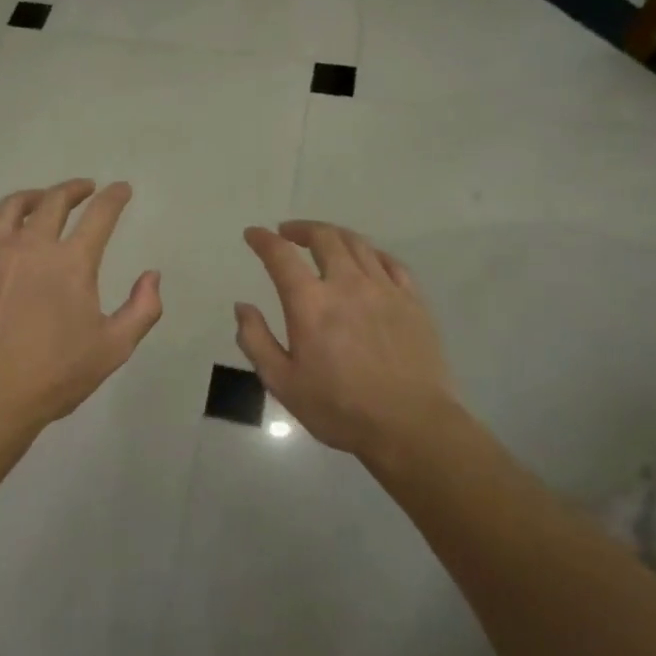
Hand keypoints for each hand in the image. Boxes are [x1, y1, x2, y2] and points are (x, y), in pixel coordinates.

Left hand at [0, 179, 163, 437]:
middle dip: (74, 189)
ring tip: (42, 199)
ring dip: (34, 197)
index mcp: (71, 262)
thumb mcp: (113, 349)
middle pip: (54, 200)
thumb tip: (152, 275)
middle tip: (84, 189)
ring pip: (11, 207)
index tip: (121, 189)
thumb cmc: (53, 375)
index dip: (114, 197)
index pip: (100, 214)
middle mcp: (31, 244)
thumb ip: (142, 309)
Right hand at [235, 221, 459, 462]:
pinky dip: (371, 253)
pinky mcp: (413, 300)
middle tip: (288, 233)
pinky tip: (366, 259)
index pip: (280, 255)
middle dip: (301, 229)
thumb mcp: (282, 383)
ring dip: (334, 235)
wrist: (411, 427)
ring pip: (357, 244)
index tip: (253, 234)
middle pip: (324, 237)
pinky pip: (391, 262)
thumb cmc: (340, 409)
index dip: (263, 239)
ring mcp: (384, 289)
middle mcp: (346, 284)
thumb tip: (242, 306)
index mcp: (310, 303)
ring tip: (323, 240)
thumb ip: (256, 340)